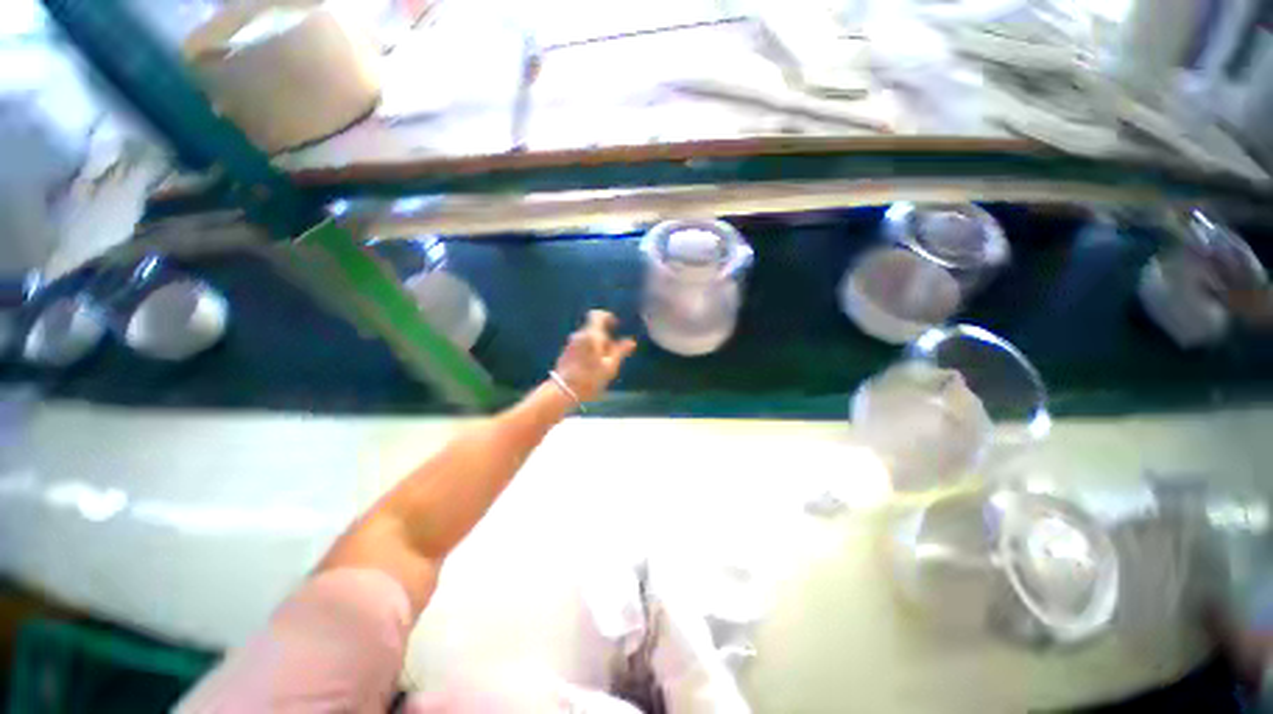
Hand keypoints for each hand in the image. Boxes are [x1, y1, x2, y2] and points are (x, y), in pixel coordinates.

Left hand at [553, 310, 636, 402]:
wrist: (562, 391)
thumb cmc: (589, 378)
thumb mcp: (609, 366)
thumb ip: (620, 351)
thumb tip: (630, 341)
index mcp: (591, 335)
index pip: (598, 315)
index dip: (608, 317)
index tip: (616, 326)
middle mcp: (579, 335)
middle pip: (594, 329)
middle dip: (605, 338)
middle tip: (613, 355)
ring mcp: (570, 344)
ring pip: (587, 339)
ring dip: (597, 347)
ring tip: (603, 364)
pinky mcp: (565, 353)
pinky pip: (581, 346)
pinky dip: (589, 352)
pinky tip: (592, 368)